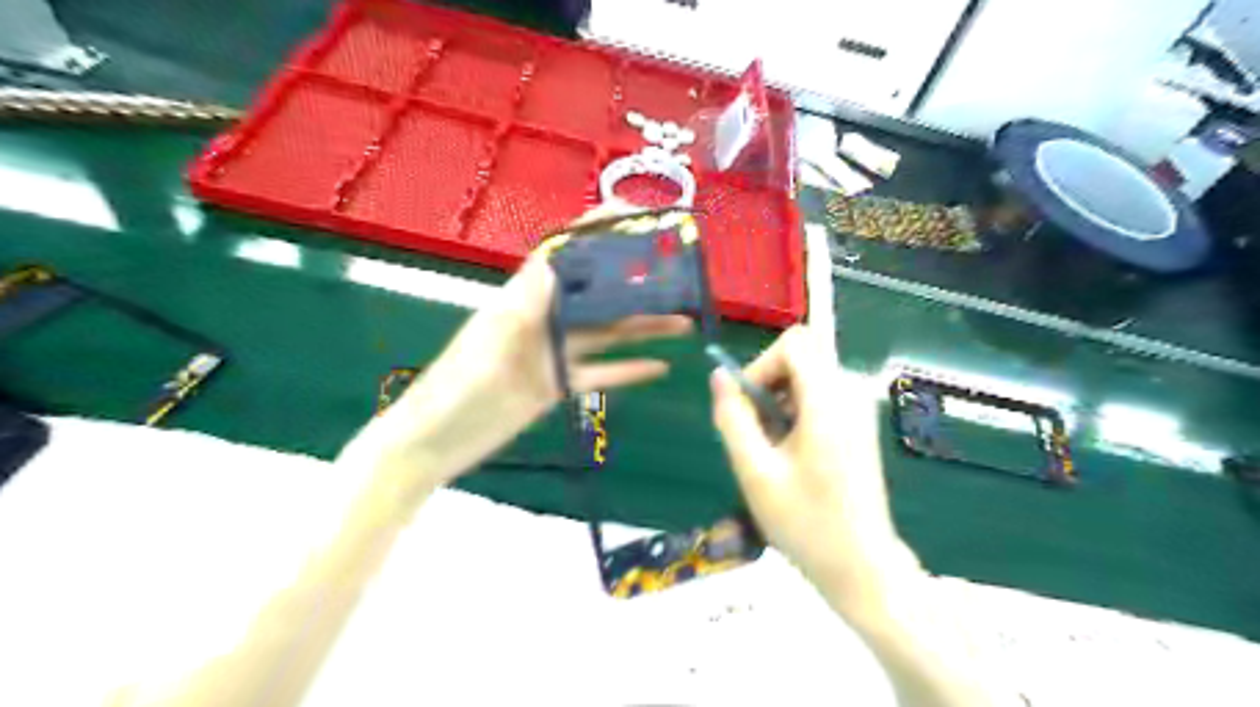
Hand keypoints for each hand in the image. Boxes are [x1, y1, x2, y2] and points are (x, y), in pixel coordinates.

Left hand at [344, 216, 687, 491]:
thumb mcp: (487, 347)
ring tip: (683, 321)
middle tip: (676, 275)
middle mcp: (544, 320)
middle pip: (596, 294)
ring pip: (606, 334)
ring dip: (642, 327)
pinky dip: (629, 371)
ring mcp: (553, 354)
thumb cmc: (454, 391)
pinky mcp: (557, 386)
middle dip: (633, 281)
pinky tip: (660, 368)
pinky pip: (600, 375)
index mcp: (522, 301)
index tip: (630, 215)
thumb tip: (551, 263)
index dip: (593, 232)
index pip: (562, 256)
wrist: (434, 445)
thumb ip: (521, 309)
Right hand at [713, 322, 912, 613]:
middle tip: (755, 430)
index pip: (794, 343)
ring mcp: (859, 409)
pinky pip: (820, 395)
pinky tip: (790, 453)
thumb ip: (733, 418)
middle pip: (802, 355)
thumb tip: (719, 376)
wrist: (861, 567)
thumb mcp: (755, 472)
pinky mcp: (859, 425)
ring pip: (809, 375)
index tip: (748, 406)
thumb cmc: (805, 523)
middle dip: (768, 383)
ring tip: (771, 448)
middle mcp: (850, 394)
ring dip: (779, 400)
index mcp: (829, 402)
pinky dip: (796, 411)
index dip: (761, 364)